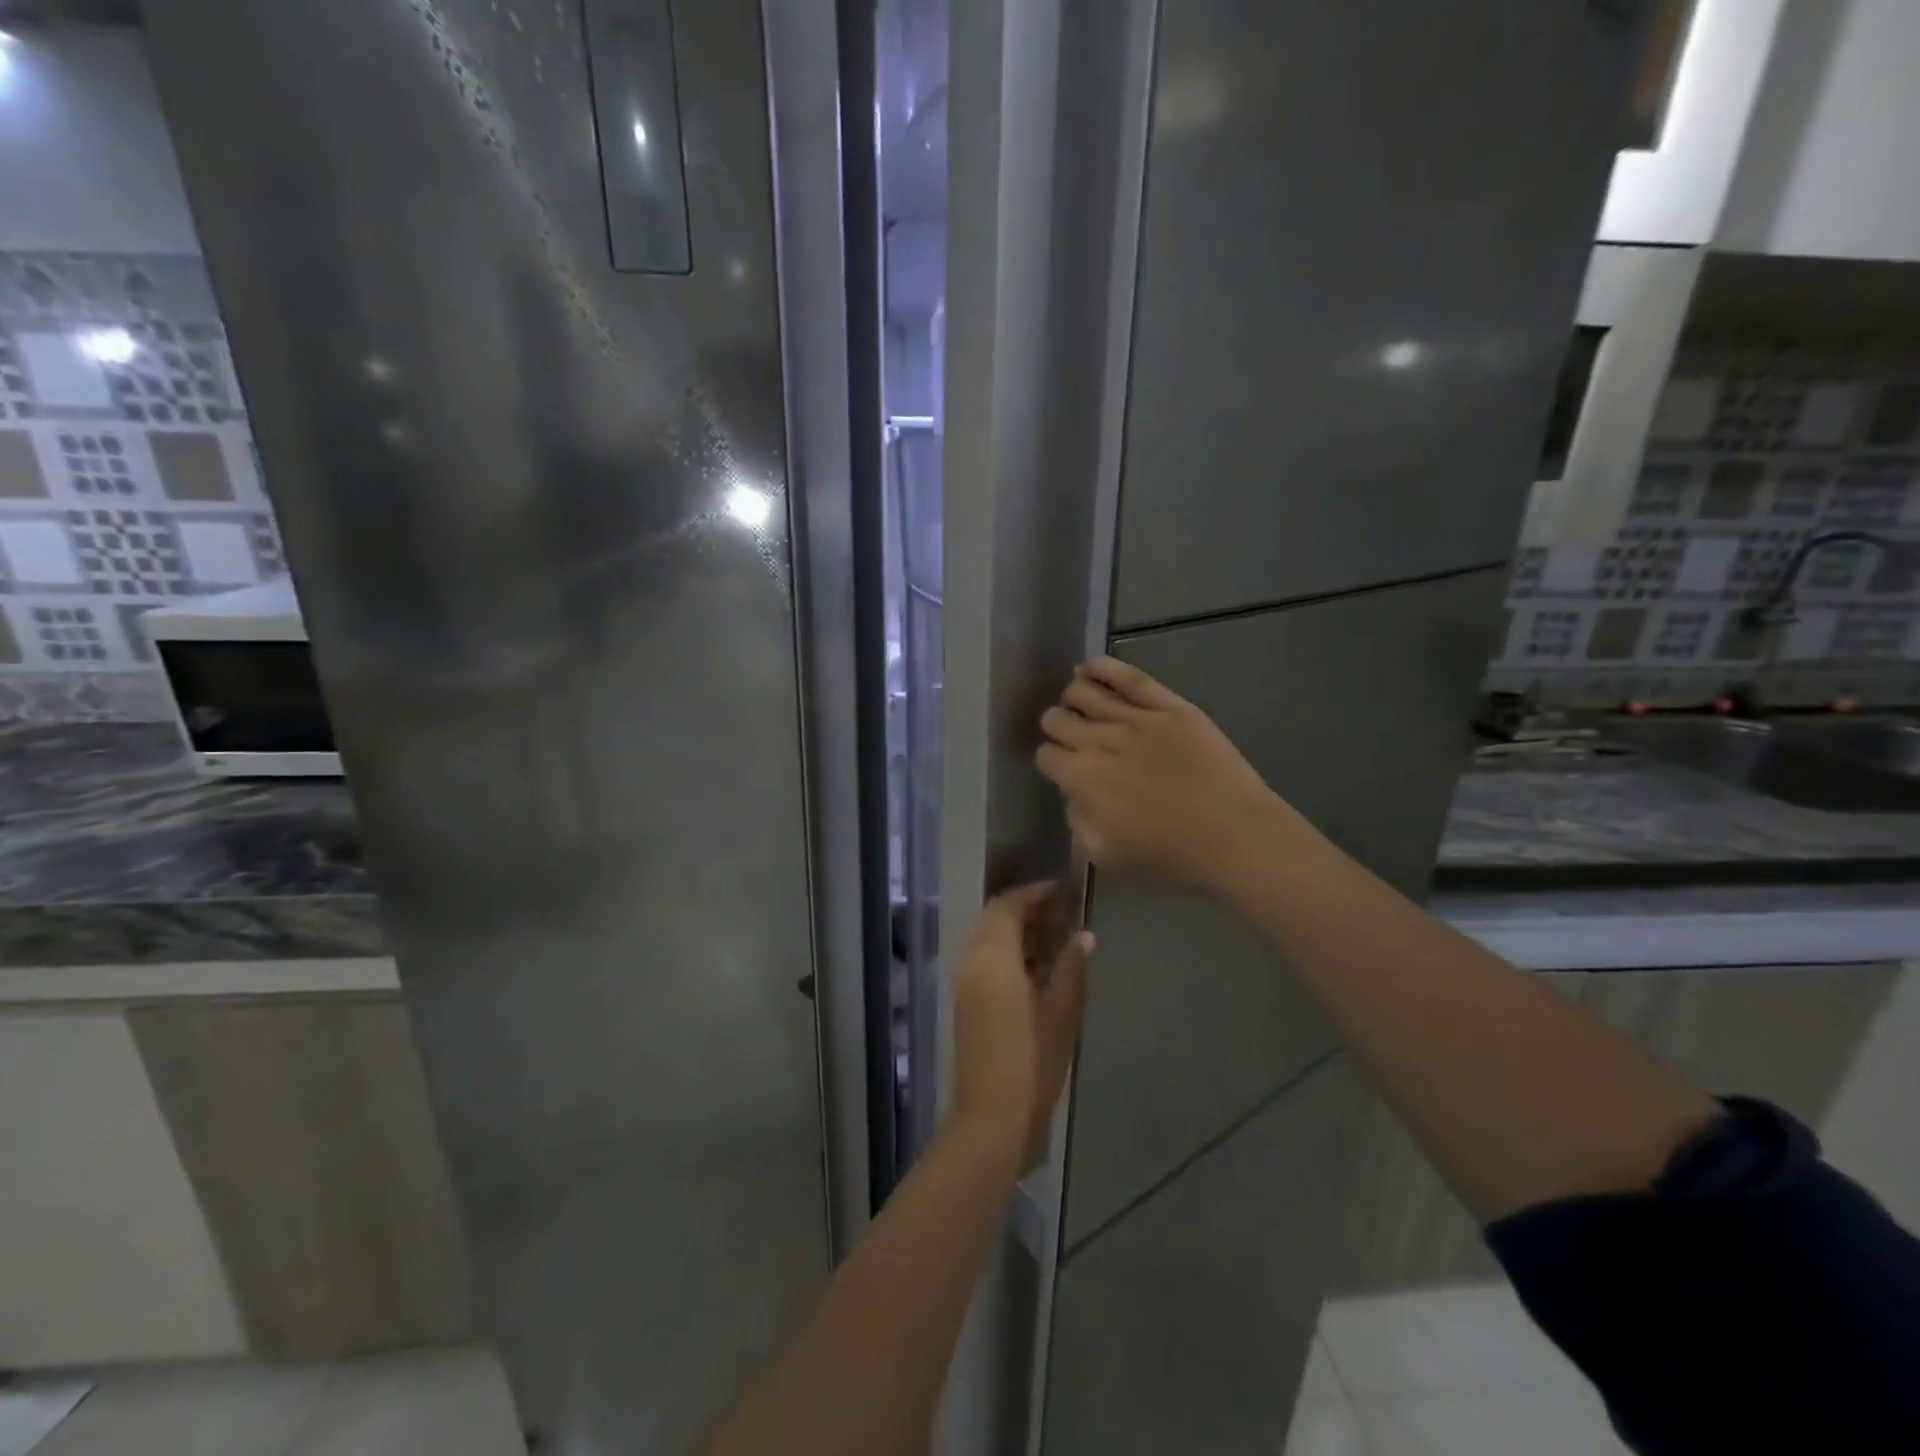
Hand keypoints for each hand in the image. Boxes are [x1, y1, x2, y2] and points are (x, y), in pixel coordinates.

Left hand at [950, 883, 1091, 1170]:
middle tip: (1064, 912)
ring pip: (989, 940)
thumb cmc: (1031, 1062)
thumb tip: (1084, 935)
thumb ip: (1071, 968)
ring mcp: (965, 984)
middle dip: (1027, 910)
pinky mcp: (966, 1003)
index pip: (1007, 905)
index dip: (1034, 893)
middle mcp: (971, 962)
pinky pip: (985, 961)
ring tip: (1058, 936)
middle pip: (994, 919)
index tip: (1064, 890)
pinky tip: (1040, 968)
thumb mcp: (1061, 1013)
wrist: (991, 1118)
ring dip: (1018, 931)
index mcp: (992, 958)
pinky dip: (1009, 954)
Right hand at [1036, 657, 1287, 894]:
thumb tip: (1075, 794)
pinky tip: (1088, 667)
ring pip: (1084, 692)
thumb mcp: (1104, 854)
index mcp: (1081, 778)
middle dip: (1056, 726)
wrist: (1231, 833)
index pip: (1046, 755)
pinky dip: (1102, 667)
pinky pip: (1128, 677)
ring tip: (1078, 703)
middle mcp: (1099, 740)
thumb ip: (1078, 821)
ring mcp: (1135, 718)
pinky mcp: (1167, 705)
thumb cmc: (1169, 853)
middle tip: (1068, 735)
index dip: (1049, 759)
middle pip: (1058, 719)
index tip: (1060, 766)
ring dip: (1072, 697)